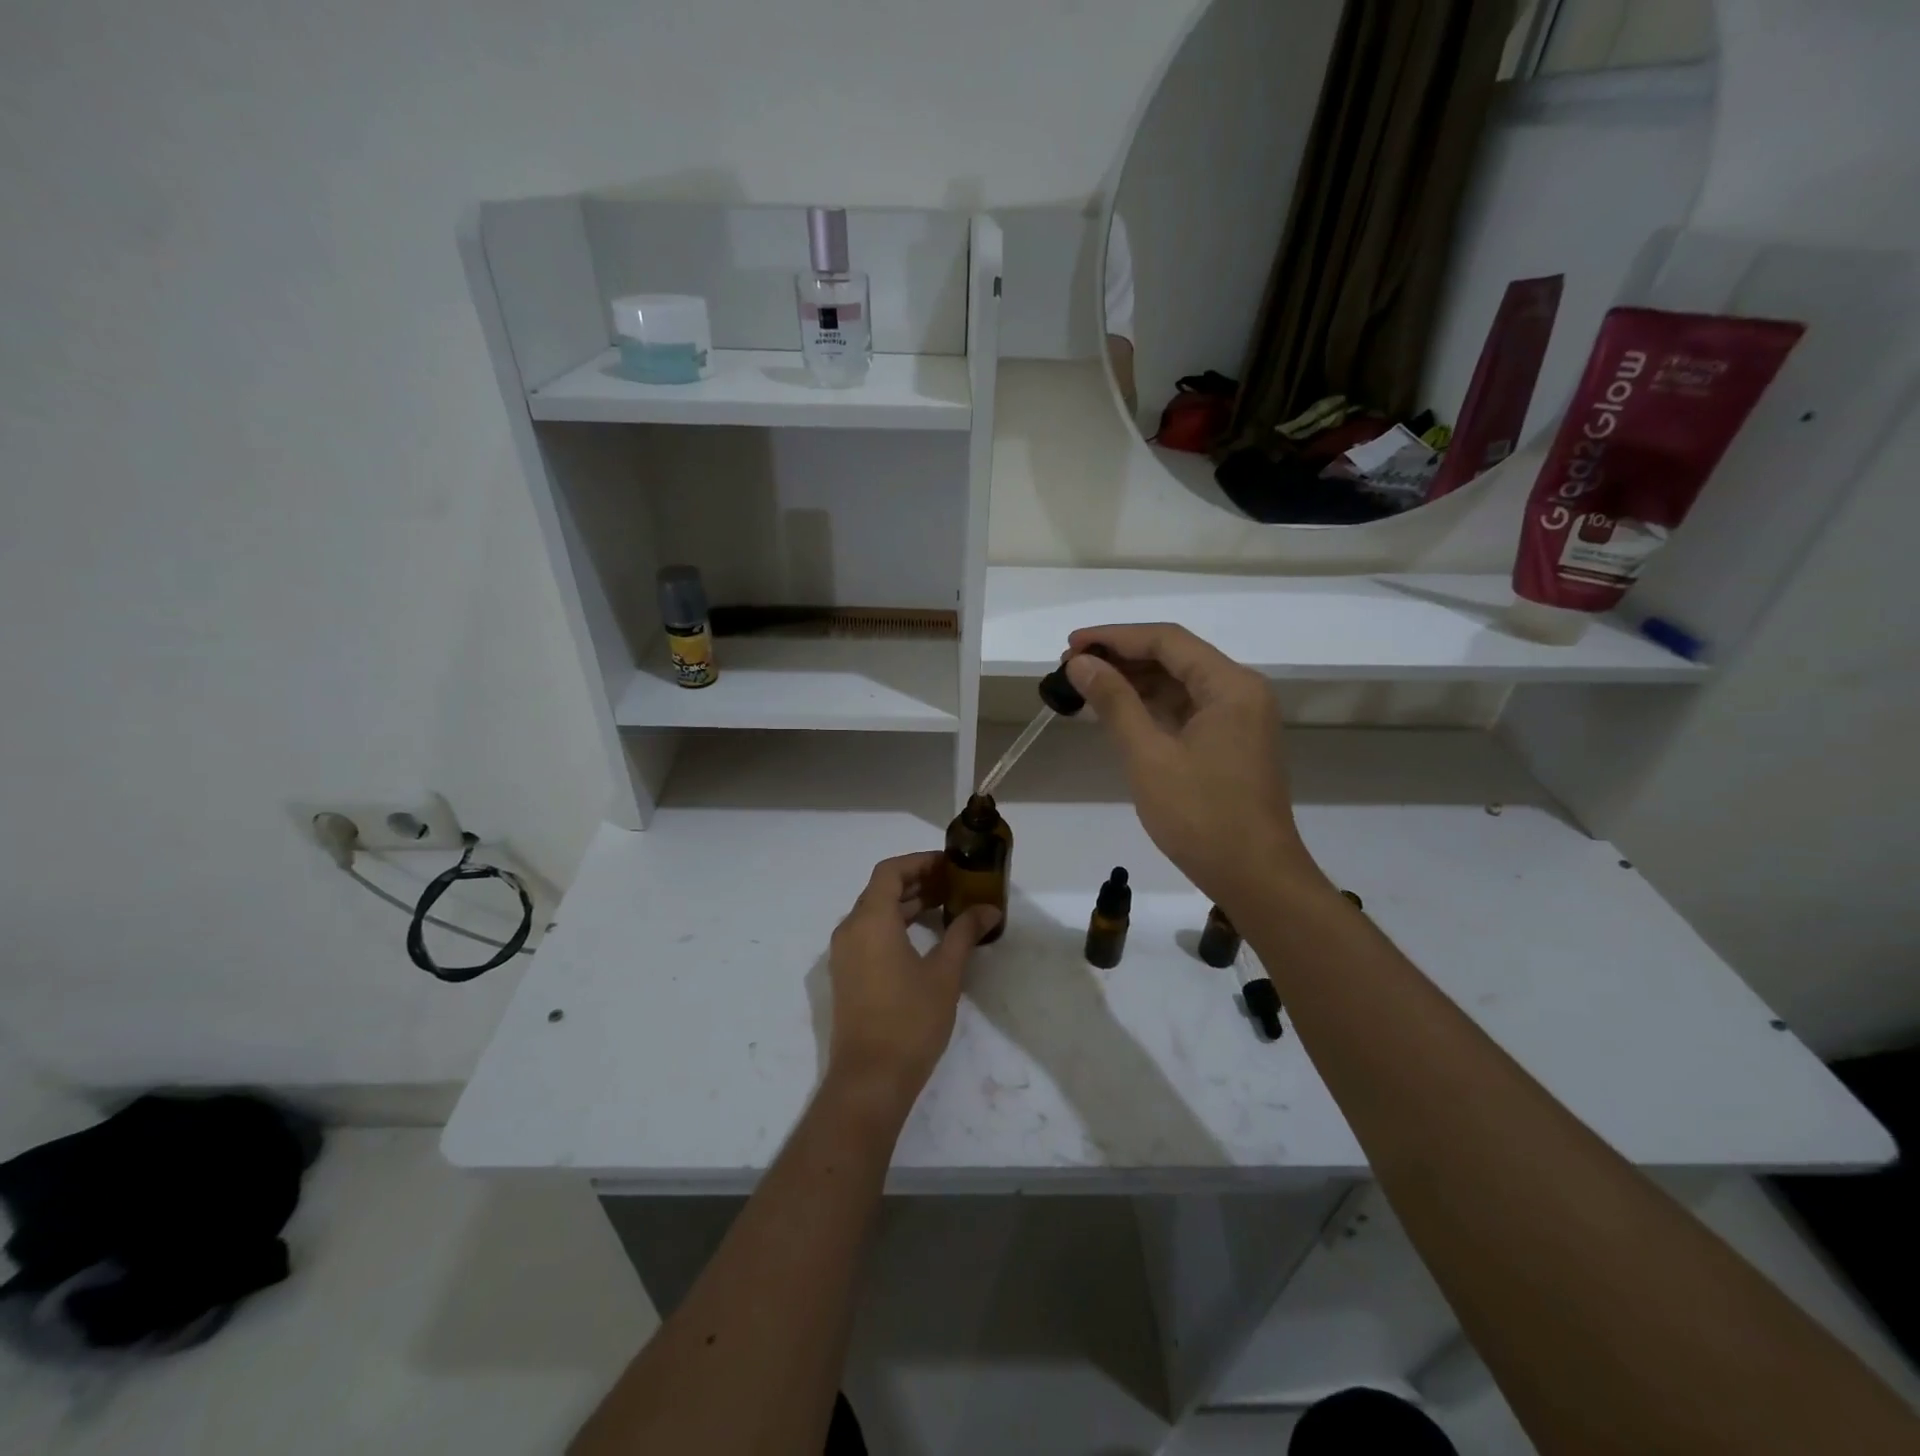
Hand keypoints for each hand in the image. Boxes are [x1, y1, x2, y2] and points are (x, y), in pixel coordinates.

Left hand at [825, 852, 1000, 1116]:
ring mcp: (844, 954)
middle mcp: (850, 929)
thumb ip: (964, 933)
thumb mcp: (945, 973)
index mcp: (870, 920)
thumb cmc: (910, 1020)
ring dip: (906, 904)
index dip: (920, 862)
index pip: (891, 871)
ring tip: (945, 907)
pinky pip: (869, 934)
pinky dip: (894, 925)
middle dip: (918, 881)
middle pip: (881, 889)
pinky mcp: (846, 975)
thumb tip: (990, 909)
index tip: (950, 865)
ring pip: (874, 912)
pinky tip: (924, 939)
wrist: (870, 1079)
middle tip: (954, 885)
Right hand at [1063, 624, 1324, 910]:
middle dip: (1122, 658)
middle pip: (1175, 657)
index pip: (1167, 640)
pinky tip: (1118, 711)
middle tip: (1071, 668)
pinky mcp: (1232, 743)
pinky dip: (1152, 707)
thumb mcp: (1149, 756)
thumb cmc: (1201, 817)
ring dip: (1135, 682)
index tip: (1071, 645)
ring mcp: (1239, 719)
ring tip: (1085, 686)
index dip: (1115, 637)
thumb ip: (1114, 702)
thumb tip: (1081, 663)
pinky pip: (1188, 709)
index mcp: (1230, 686)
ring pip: (1180, 683)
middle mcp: (1241, 692)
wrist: (1256, 879)